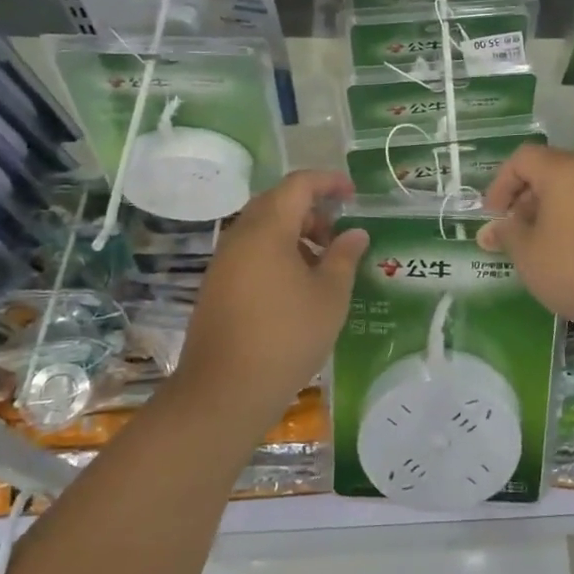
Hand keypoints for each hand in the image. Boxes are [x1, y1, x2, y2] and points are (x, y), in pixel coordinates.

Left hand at [173, 171, 368, 437]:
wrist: (224, 391)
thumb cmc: (286, 336)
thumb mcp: (330, 296)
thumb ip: (344, 256)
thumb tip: (356, 233)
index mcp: (268, 229)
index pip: (298, 184)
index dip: (328, 181)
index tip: (352, 194)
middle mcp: (240, 236)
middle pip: (277, 202)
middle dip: (311, 208)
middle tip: (339, 231)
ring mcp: (224, 261)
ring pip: (262, 228)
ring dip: (294, 232)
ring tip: (323, 262)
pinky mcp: (217, 285)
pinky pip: (251, 251)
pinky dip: (277, 251)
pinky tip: (297, 284)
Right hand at [477, 146, 573, 345]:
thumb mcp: (530, 255)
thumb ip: (507, 235)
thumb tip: (492, 228)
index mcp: (564, 170)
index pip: (523, 158)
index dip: (501, 184)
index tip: (494, 217)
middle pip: (549, 171)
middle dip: (524, 199)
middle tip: (514, 234)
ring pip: (573, 191)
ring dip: (549, 212)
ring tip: (540, 249)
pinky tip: (572, 256)